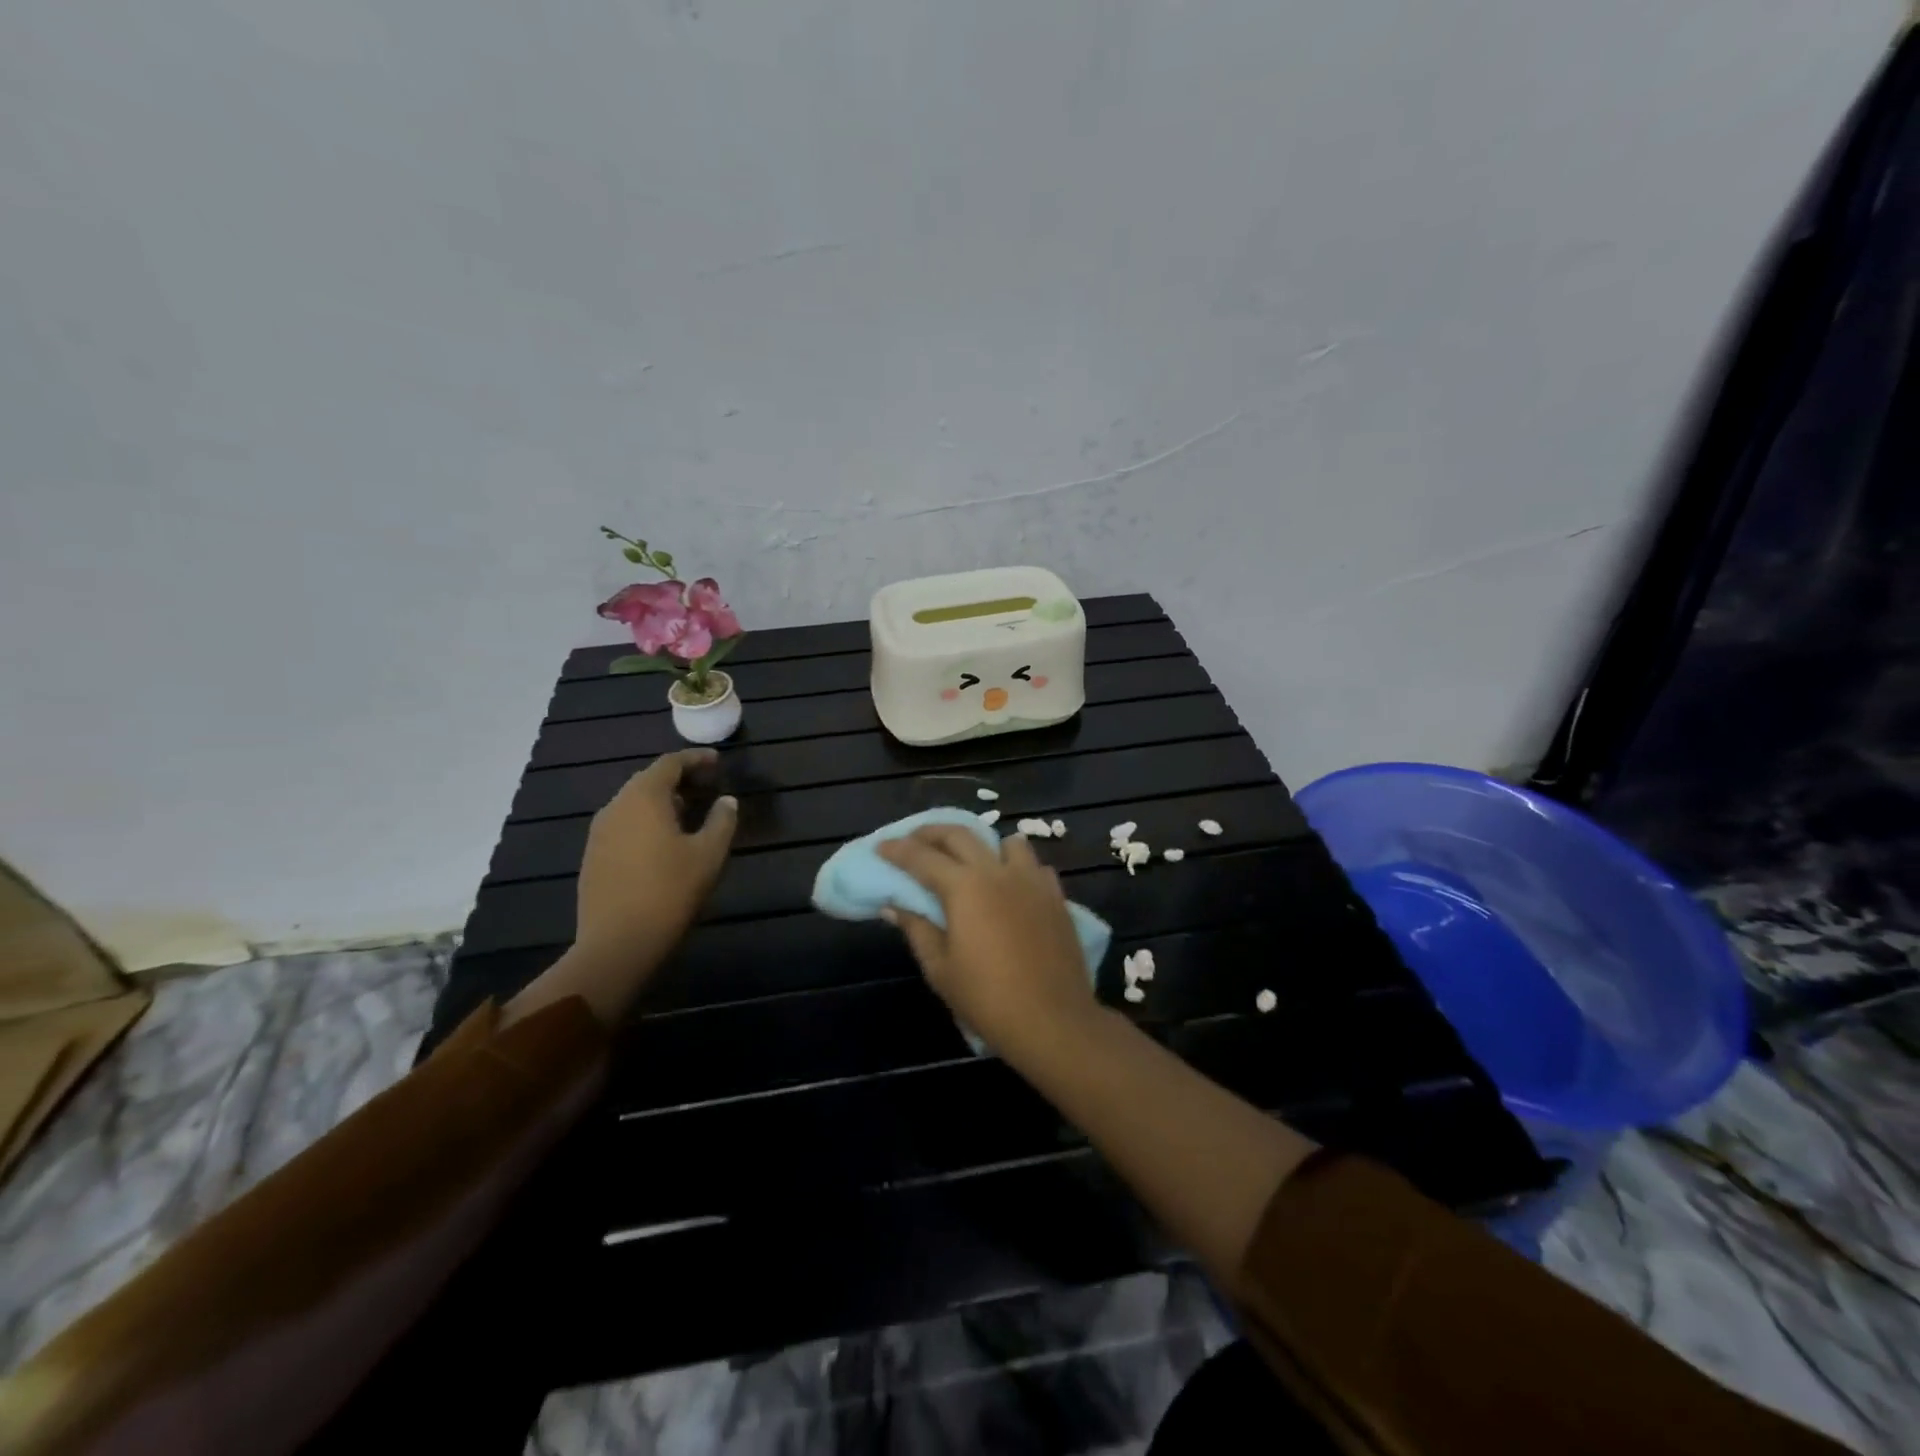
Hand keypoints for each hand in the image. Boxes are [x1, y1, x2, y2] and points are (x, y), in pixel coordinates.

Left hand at [576, 748, 737, 968]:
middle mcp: (616, 806)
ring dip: (662, 800)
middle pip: (649, 780)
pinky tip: (663, 839)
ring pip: (634, 803)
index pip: (670, 763)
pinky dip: (646, 820)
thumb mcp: (709, 854)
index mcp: (644, 797)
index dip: (696, 758)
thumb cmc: (670, 891)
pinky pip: (623, 824)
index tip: (718, 760)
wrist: (617, 943)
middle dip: (679, 778)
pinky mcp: (592, 856)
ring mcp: (599, 832)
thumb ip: (722, 820)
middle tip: (707, 785)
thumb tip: (726, 801)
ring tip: (689, 811)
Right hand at [878, 825, 1099, 1063]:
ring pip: (1006, 841)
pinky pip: (1034, 866)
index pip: (921, 857)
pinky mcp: (1056, 896)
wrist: (1053, 1021)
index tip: (881, 846)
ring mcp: (1032, 880)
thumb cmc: (988, 999)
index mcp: (964, 887)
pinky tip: (1011, 886)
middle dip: (932, 832)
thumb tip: (894, 905)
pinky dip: (1016, 867)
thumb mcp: (940, 969)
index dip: (897, 850)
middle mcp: (997, 872)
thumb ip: (917, 929)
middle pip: (960, 834)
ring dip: (983, 844)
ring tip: (970, 860)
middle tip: (913, 840)